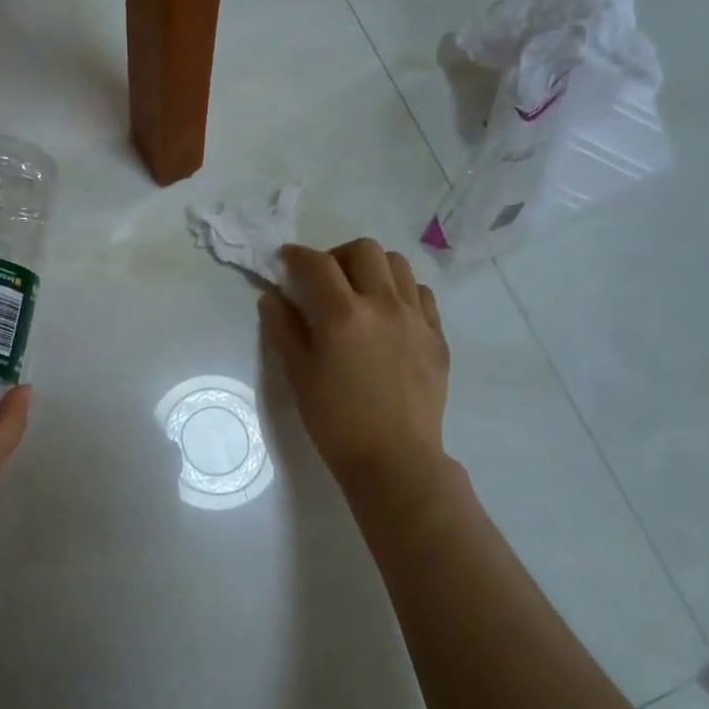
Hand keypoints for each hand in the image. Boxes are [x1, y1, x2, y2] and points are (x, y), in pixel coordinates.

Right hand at [260, 239, 451, 489]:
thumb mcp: (298, 374)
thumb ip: (283, 329)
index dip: (296, 256)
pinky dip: (400, 291)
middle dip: (337, 255)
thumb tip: (272, 297)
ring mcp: (416, 318)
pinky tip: (388, 314)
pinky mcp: (436, 335)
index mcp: (342, 315)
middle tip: (324, 280)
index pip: (316, 264)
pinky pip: (421, 294)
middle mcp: (382, 304)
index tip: (286, 261)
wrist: (394, 458)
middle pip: (364, 250)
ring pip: (398, 264)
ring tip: (359, 292)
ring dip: (372, 268)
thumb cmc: (336, 420)